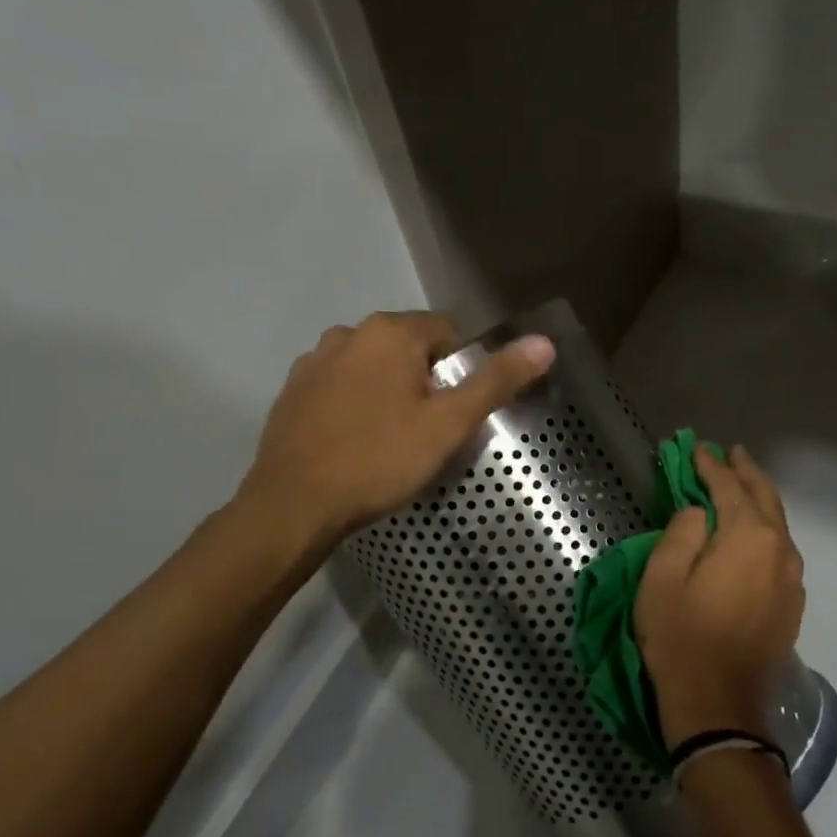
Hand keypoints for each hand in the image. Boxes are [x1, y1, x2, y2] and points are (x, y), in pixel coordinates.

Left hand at [236, 311, 554, 552]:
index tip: (460, 411)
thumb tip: (545, 343)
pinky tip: (358, 442)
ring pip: (372, 368)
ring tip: (394, 439)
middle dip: (425, 380)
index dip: (463, 370)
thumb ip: (496, 381)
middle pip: (408, 348)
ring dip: (389, 391)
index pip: (448, 332)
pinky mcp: (292, 391)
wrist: (295, 504)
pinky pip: (340, 387)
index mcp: (390, 332)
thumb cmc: (380, 460)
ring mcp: (314, 361)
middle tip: (432, 431)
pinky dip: (356, 405)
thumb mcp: (448, 425)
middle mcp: (348, 333)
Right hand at [634, 446, 804, 748]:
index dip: (711, 466)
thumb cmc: (681, 637)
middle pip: (765, 499)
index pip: (730, 487)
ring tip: (743, 485)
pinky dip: (766, 531)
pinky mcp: (792, 603)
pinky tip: (754, 534)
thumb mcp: (662, 579)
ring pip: (778, 525)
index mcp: (748, 537)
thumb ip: (681, 533)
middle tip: (731, 453)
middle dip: (746, 473)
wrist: (719, 703)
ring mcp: (792, 579)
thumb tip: (699, 513)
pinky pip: (781, 551)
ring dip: (759, 500)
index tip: (697, 449)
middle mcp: (780, 550)